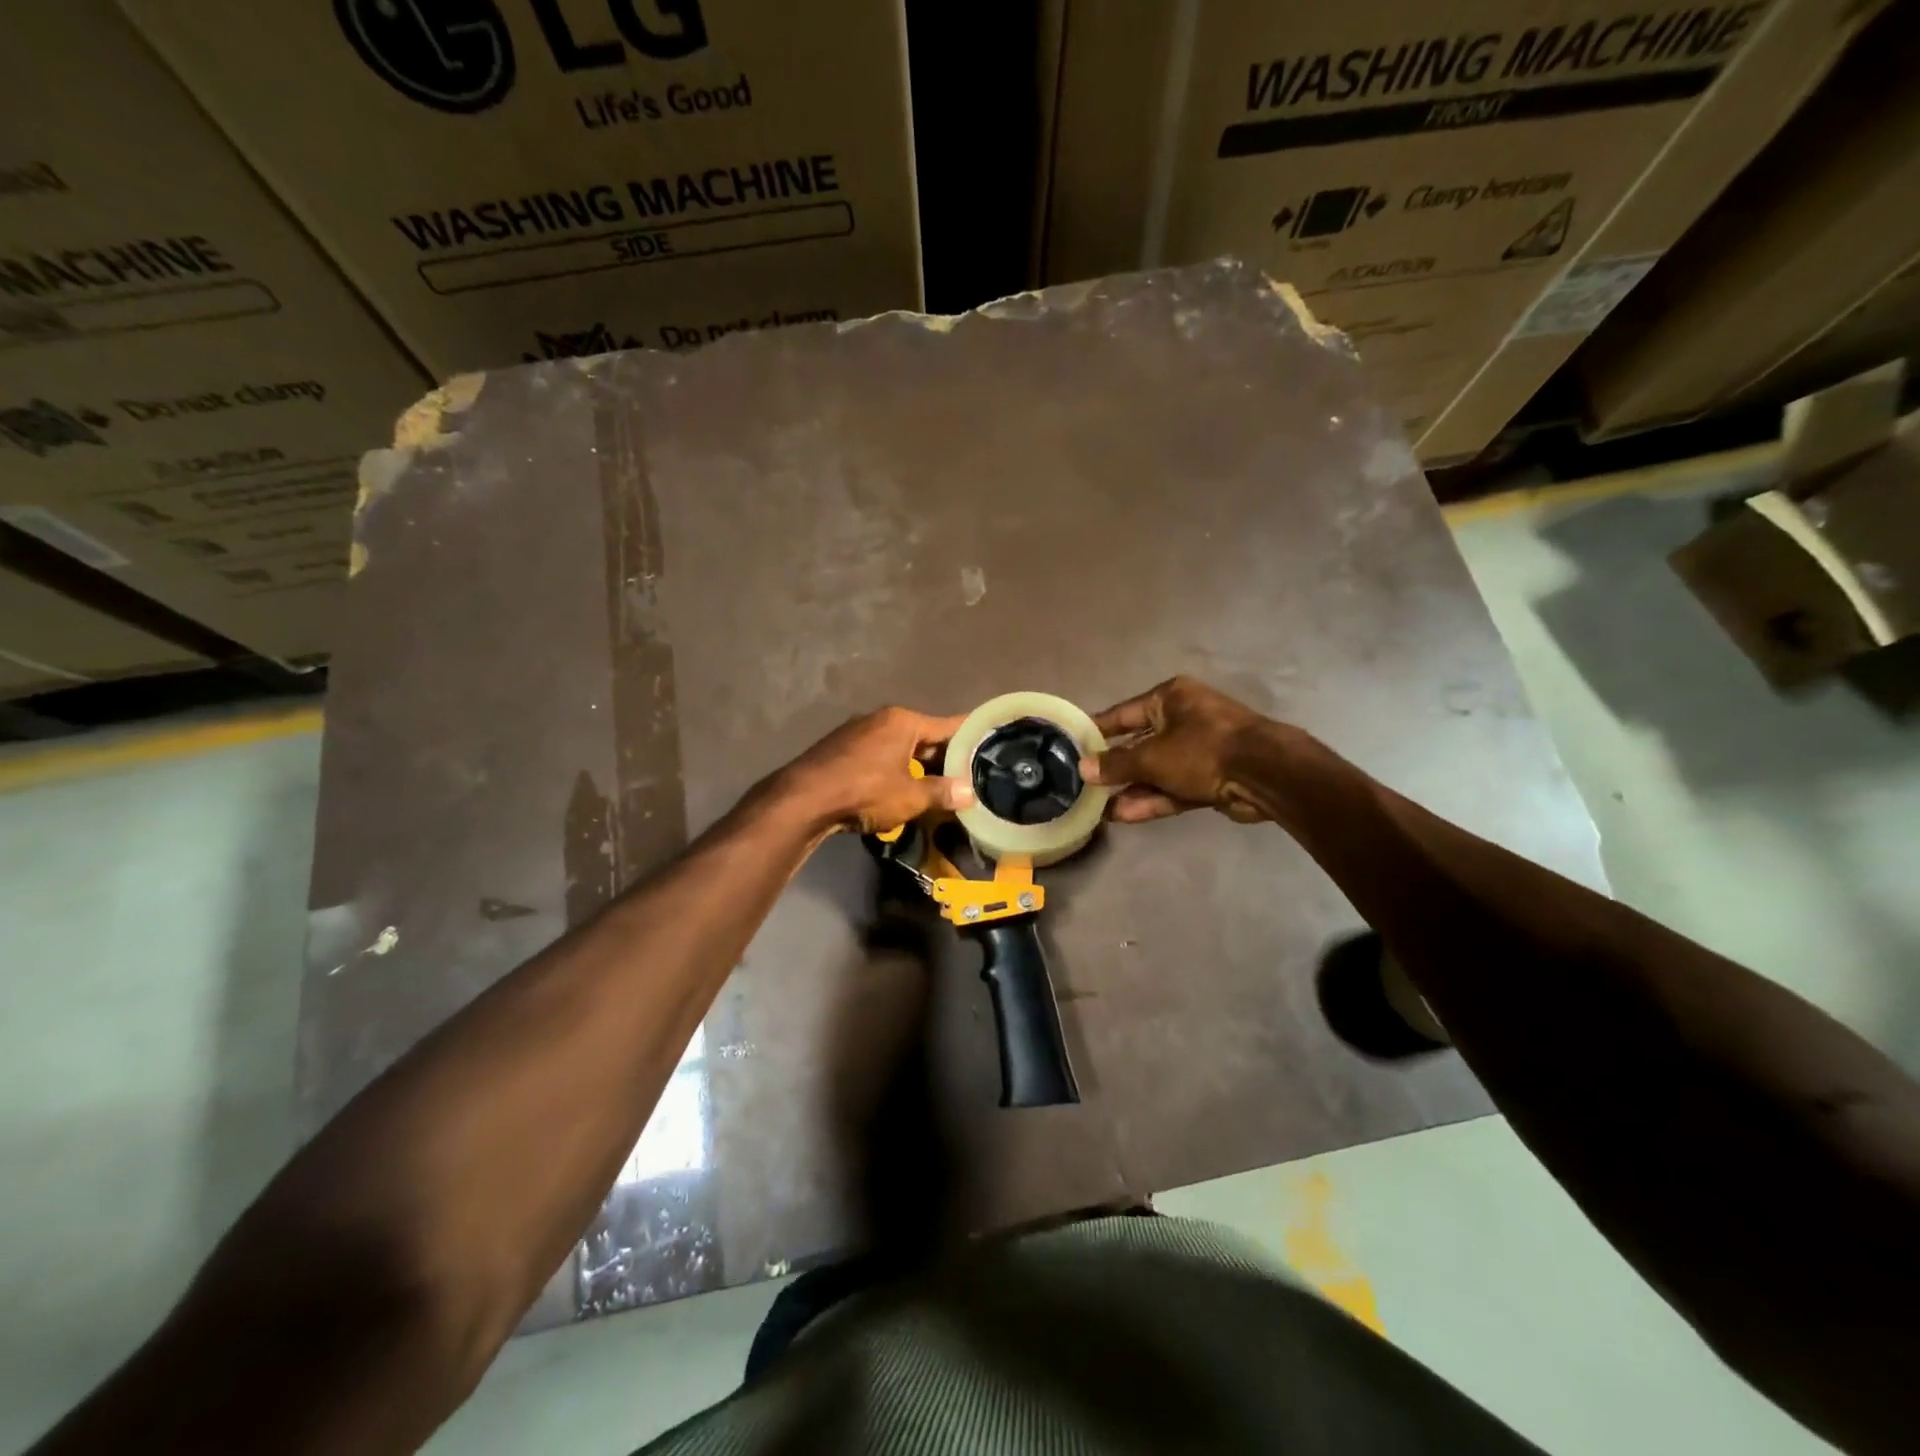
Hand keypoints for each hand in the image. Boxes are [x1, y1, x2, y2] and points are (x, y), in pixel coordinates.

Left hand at [776, 706, 975, 835]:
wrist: (804, 799)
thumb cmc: (865, 791)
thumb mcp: (910, 796)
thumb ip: (942, 792)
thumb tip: (969, 793)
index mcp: (904, 721)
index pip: (949, 725)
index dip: (971, 737)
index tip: (991, 744)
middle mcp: (882, 720)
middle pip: (924, 737)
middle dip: (945, 758)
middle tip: (969, 776)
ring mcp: (858, 733)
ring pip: (901, 749)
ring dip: (919, 767)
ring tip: (940, 787)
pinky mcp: (841, 751)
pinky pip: (880, 758)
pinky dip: (896, 771)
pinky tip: (903, 790)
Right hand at [1082, 676, 1273, 823]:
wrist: (1266, 774)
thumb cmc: (1203, 749)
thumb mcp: (1152, 756)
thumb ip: (1116, 764)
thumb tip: (1083, 768)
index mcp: (1171, 698)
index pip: (1123, 713)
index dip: (1098, 730)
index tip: (1074, 745)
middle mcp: (1184, 719)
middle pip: (1140, 744)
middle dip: (1115, 767)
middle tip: (1085, 784)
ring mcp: (1199, 750)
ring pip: (1157, 770)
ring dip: (1131, 788)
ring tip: (1099, 808)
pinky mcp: (1210, 778)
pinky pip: (1173, 787)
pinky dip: (1151, 799)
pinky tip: (1123, 815)